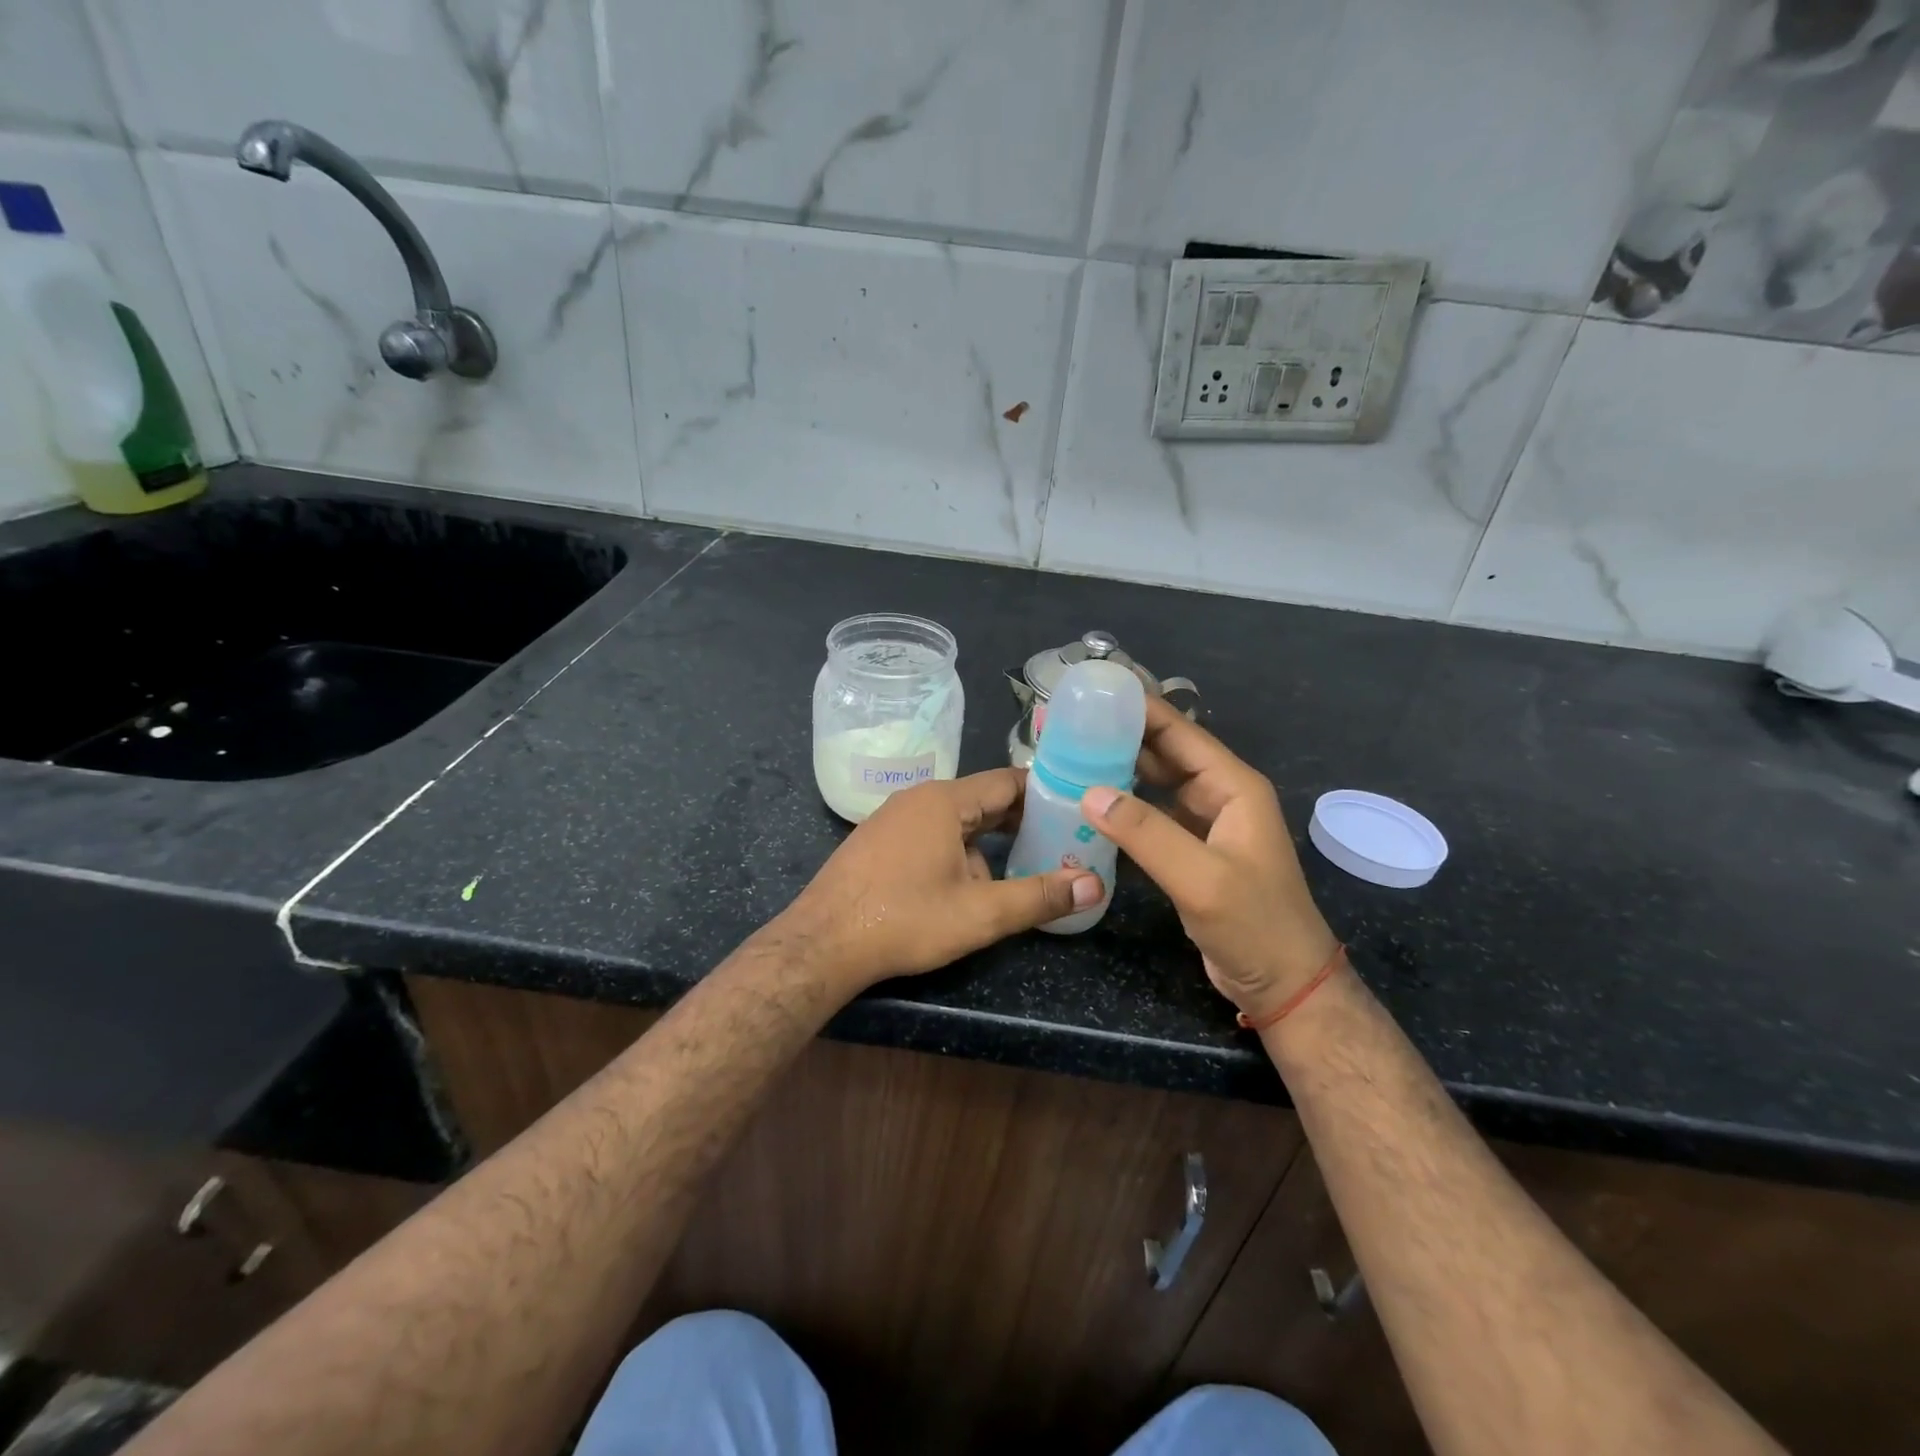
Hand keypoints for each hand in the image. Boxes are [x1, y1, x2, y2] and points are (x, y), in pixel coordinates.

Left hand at [781, 769, 1103, 994]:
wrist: (822, 943)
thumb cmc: (905, 920)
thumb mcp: (980, 914)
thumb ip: (1039, 897)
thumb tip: (1094, 885)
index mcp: (944, 801)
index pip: (1008, 782)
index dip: (1046, 793)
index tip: (1076, 808)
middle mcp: (918, 798)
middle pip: (982, 799)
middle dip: (1021, 821)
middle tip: (1060, 840)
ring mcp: (893, 818)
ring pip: (956, 821)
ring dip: (987, 842)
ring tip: (1020, 868)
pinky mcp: (878, 841)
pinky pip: (930, 834)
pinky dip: (957, 849)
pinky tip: (965, 884)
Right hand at [1081, 699, 1338, 1023]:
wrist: (1284, 984)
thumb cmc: (1254, 925)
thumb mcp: (1200, 877)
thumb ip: (1146, 833)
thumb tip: (1089, 792)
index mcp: (1233, 787)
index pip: (1181, 733)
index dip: (1141, 709)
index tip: (1095, 692)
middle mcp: (1220, 797)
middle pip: (1166, 753)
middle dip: (1123, 736)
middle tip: (1070, 724)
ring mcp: (1206, 826)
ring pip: (1157, 785)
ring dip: (1121, 770)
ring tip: (1072, 756)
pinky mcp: (1192, 852)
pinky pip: (1153, 817)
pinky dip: (1125, 808)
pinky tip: (1092, 806)